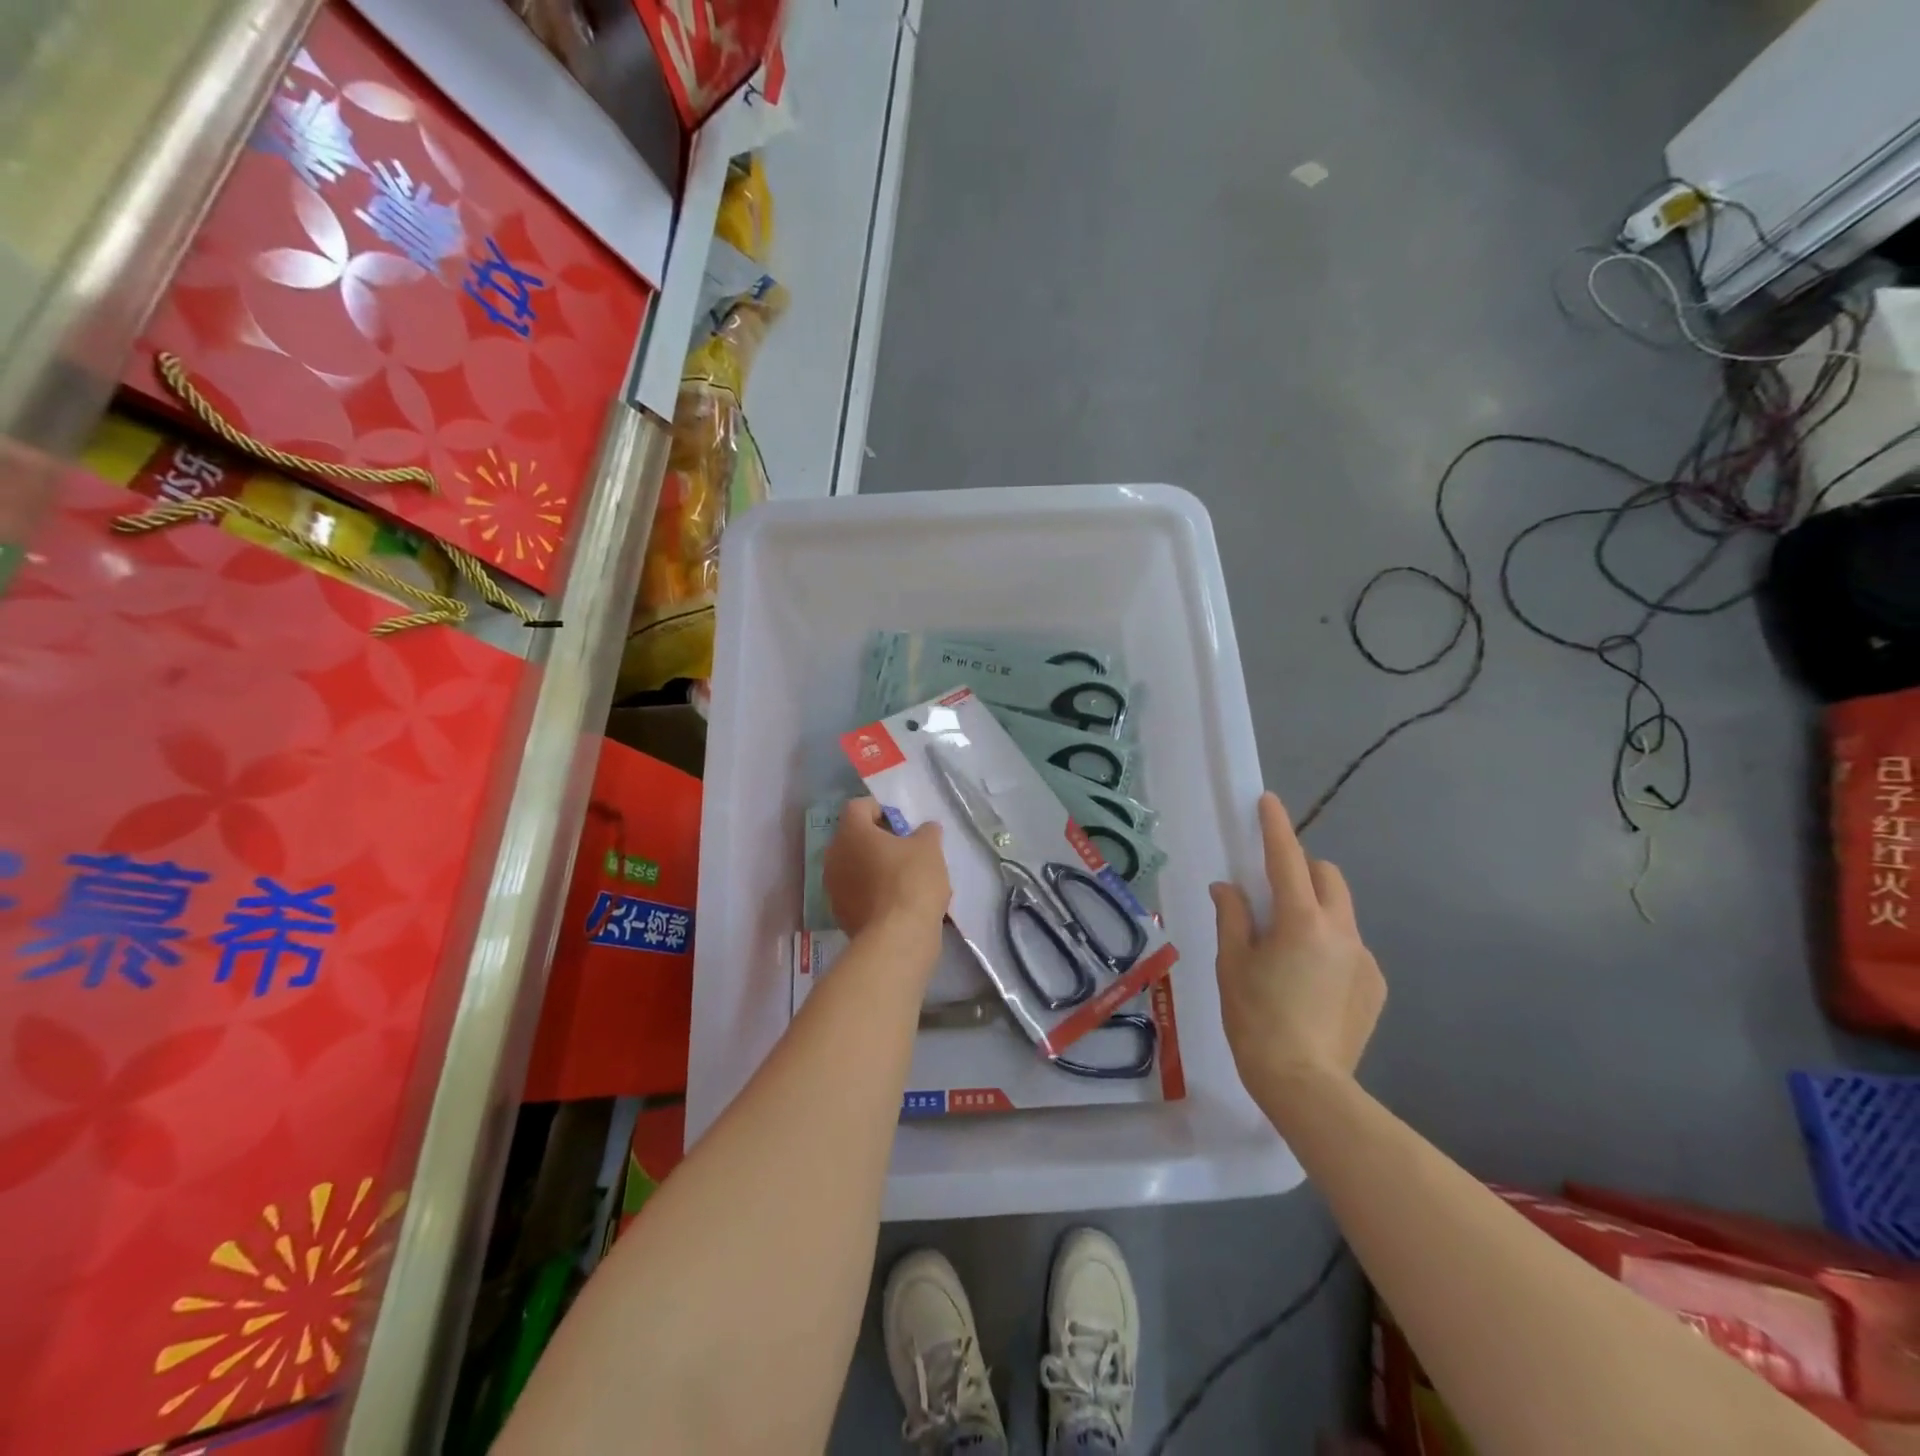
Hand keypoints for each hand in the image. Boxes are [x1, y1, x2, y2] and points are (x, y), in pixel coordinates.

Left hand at [824, 798, 950, 937]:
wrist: (897, 937)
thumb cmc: (911, 880)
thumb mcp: (929, 848)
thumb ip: (927, 832)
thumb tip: (926, 828)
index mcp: (851, 832)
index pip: (858, 807)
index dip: (880, 809)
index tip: (902, 824)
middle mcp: (834, 856)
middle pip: (853, 838)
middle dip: (877, 841)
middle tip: (904, 851)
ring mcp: (833, 888)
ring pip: (853, 867)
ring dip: (873, 868)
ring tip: (902, 880)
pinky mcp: (839, 915)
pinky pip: (856, 893)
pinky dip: (871, 893)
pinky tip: (895, 905)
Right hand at [1212, 792, 1385, 1108]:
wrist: (1306, 1085)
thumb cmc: (1256, 1018)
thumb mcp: (1232, 964)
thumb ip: (1233, 917)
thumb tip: (1228, 888)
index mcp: (1301, 921)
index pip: (1286, 859)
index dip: (1275, 827)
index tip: (1268, 801)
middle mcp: (1341, 930)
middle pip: (1327, 875)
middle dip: (1301, 868)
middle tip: (1271, 889)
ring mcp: (1364, 958)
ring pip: (1340, 911)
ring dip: (1315, 907)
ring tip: (1287, 944)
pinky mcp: (1375, 984)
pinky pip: (1350, 945)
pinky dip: (1328, 943)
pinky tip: (1308, 980)